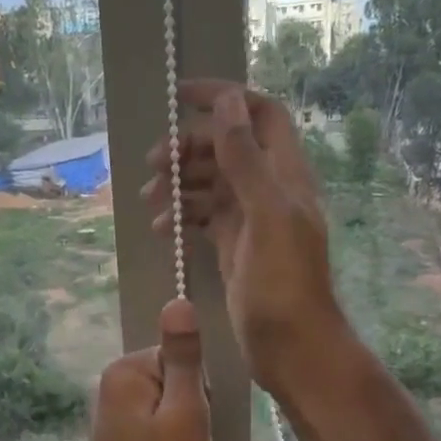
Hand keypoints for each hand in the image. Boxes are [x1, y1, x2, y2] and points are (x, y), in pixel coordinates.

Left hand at [84, 298, 213, 440]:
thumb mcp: (186, 413)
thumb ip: (184, 357)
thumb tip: (178, 300)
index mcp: (123, 371)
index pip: (179, 359)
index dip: (197, 392)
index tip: (193, 424)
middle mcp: (107, 385)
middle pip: (170, 380)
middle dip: (187, 410)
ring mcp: (105, 414)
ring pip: (163, 406)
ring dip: (177, 430)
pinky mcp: (110, 439)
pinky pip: (149, 426)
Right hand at [143, 80, 348, 396]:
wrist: (290, 345)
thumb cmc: (283, 282)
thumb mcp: (266, 215)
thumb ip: (246, 159)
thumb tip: (227, 103)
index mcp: (284, 173)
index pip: (258, 114)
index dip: (224, 97)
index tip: (181, 96)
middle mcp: (268, 188)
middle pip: (226, 147)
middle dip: (188, 147)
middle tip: (152, 164)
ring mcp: (250, 218)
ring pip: (210, 182)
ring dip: (179, 183)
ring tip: (150, 201)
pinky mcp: (233, 244)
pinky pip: (203, 216)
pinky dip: (181, 214)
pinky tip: (160, 228)